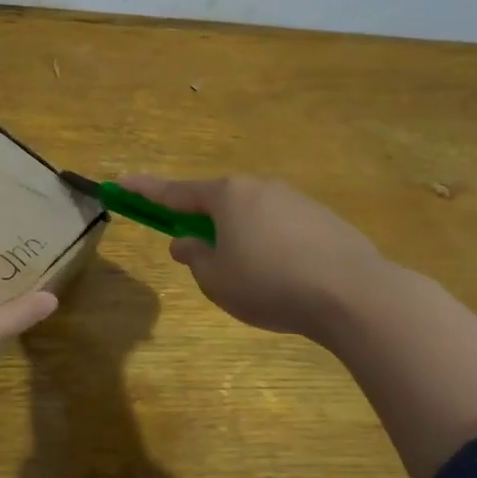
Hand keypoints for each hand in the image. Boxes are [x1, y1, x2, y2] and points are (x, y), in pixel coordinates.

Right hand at [116, 173, 392, 342]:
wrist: (356, 294)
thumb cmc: (270, 283)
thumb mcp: (217, 279)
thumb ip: (195, 257)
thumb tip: (187, 241)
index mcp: (226, 196)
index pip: (173, 192)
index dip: (144, 190)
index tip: (120, 182)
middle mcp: (259, 188)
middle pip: (217, 202)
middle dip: (202, 223)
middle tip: (198, 254)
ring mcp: (296, 200)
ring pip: (251, 216)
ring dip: (239, 238)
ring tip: (251, 280)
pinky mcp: (324, 219)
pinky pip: (282, 229)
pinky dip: (272, 247)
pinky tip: (285, 279)